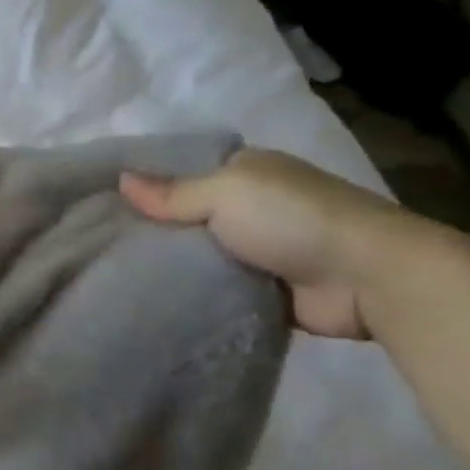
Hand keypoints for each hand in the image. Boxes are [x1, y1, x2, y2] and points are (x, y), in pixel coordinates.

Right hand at [120, 149, 425, 339]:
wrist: (369, 276)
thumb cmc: (291, 218)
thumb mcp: (224, 193)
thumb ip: (171, 193)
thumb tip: (120, 179)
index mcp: (246, 170)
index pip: (184, 171)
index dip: (147, 184)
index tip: (103, 202)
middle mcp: (252, 204)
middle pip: (189, 214)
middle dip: (154, 228)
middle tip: (100, 244)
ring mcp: (262, 248)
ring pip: (201, 253)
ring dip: (174, 264)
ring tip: (116, 274)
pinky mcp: (268, 288)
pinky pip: (219, 287)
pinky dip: (196, 292)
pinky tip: (155, 299)